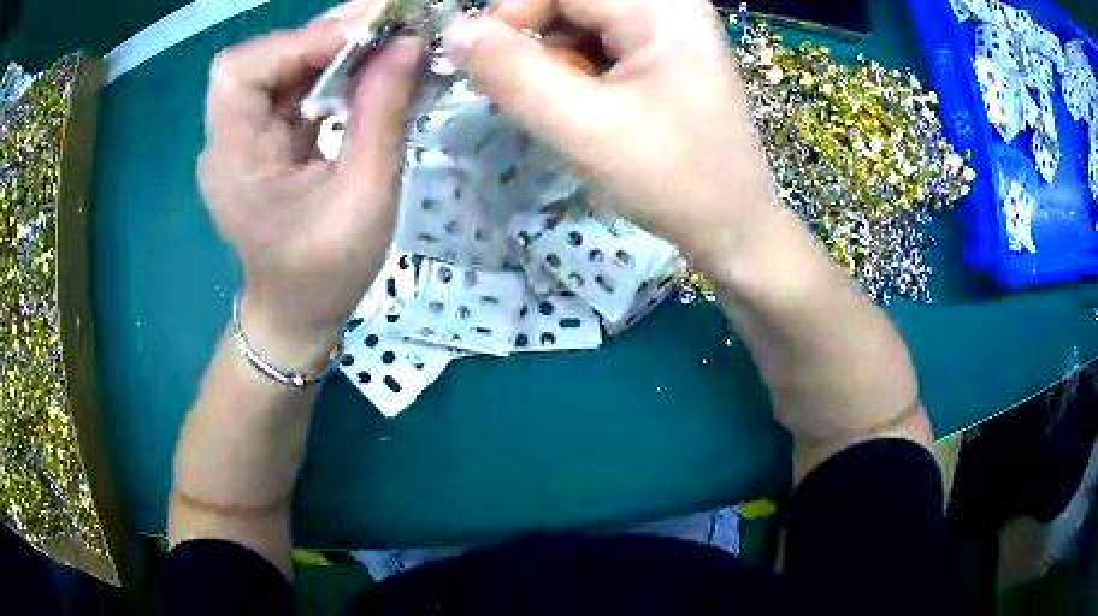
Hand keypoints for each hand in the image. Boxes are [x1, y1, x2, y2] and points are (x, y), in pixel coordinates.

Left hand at [198, 18, 423, 369]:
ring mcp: (241, 140)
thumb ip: (382, 114)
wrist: (296, 316)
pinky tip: (364, 72)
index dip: (295, 44)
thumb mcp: (364, 196)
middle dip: (320, 38)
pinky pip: (289, 90)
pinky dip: (327, 72)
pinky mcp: (260, 142)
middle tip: (384, 29)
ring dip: (329, 50)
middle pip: (259, 61)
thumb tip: (409, 43)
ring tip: (383, 43)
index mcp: (234, 161)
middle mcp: (226, 141)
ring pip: (277, 69)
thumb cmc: (325, 272)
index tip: (360, 39)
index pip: (239, 73)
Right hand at [442, 0, 777, 267]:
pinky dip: (577, 70)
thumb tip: (456, 32)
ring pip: (582, 22)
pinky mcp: (666, 54)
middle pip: (573, 2)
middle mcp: (670, 6)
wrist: (733, 227)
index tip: (490, 67)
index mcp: (661, 8)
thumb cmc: (672, 180)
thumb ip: (513, 74)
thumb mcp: (584, 128)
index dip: (514, 15)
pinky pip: (602, 43)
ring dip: (554, 60)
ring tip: (563, 109)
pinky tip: (584, 106)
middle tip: (527, 95)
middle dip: (537, 44)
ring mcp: (671, 30)